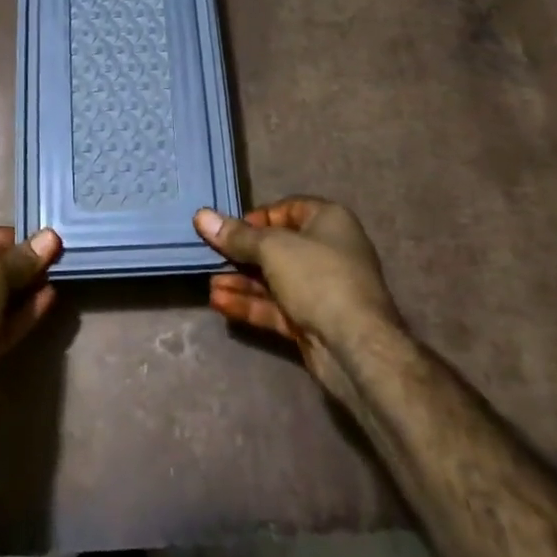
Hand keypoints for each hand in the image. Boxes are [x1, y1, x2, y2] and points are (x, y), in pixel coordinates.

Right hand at [194, 199, 402, 407]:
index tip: (228, 228)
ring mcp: (320, 289)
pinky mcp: (312, 321)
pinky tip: (220, 303)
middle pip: (276, 246)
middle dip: (242, 254)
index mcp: (328, 221)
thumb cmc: (317, 277)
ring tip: (209, 284)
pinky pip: (276, 306)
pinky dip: (250, 304)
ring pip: (273, 280)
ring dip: (241, 281)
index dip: (257, 217)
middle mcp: (327, 250)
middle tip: (210, 256)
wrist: (356, 346)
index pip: (287, 209)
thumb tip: (201, 215)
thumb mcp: (272, 248)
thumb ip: (236, 236)